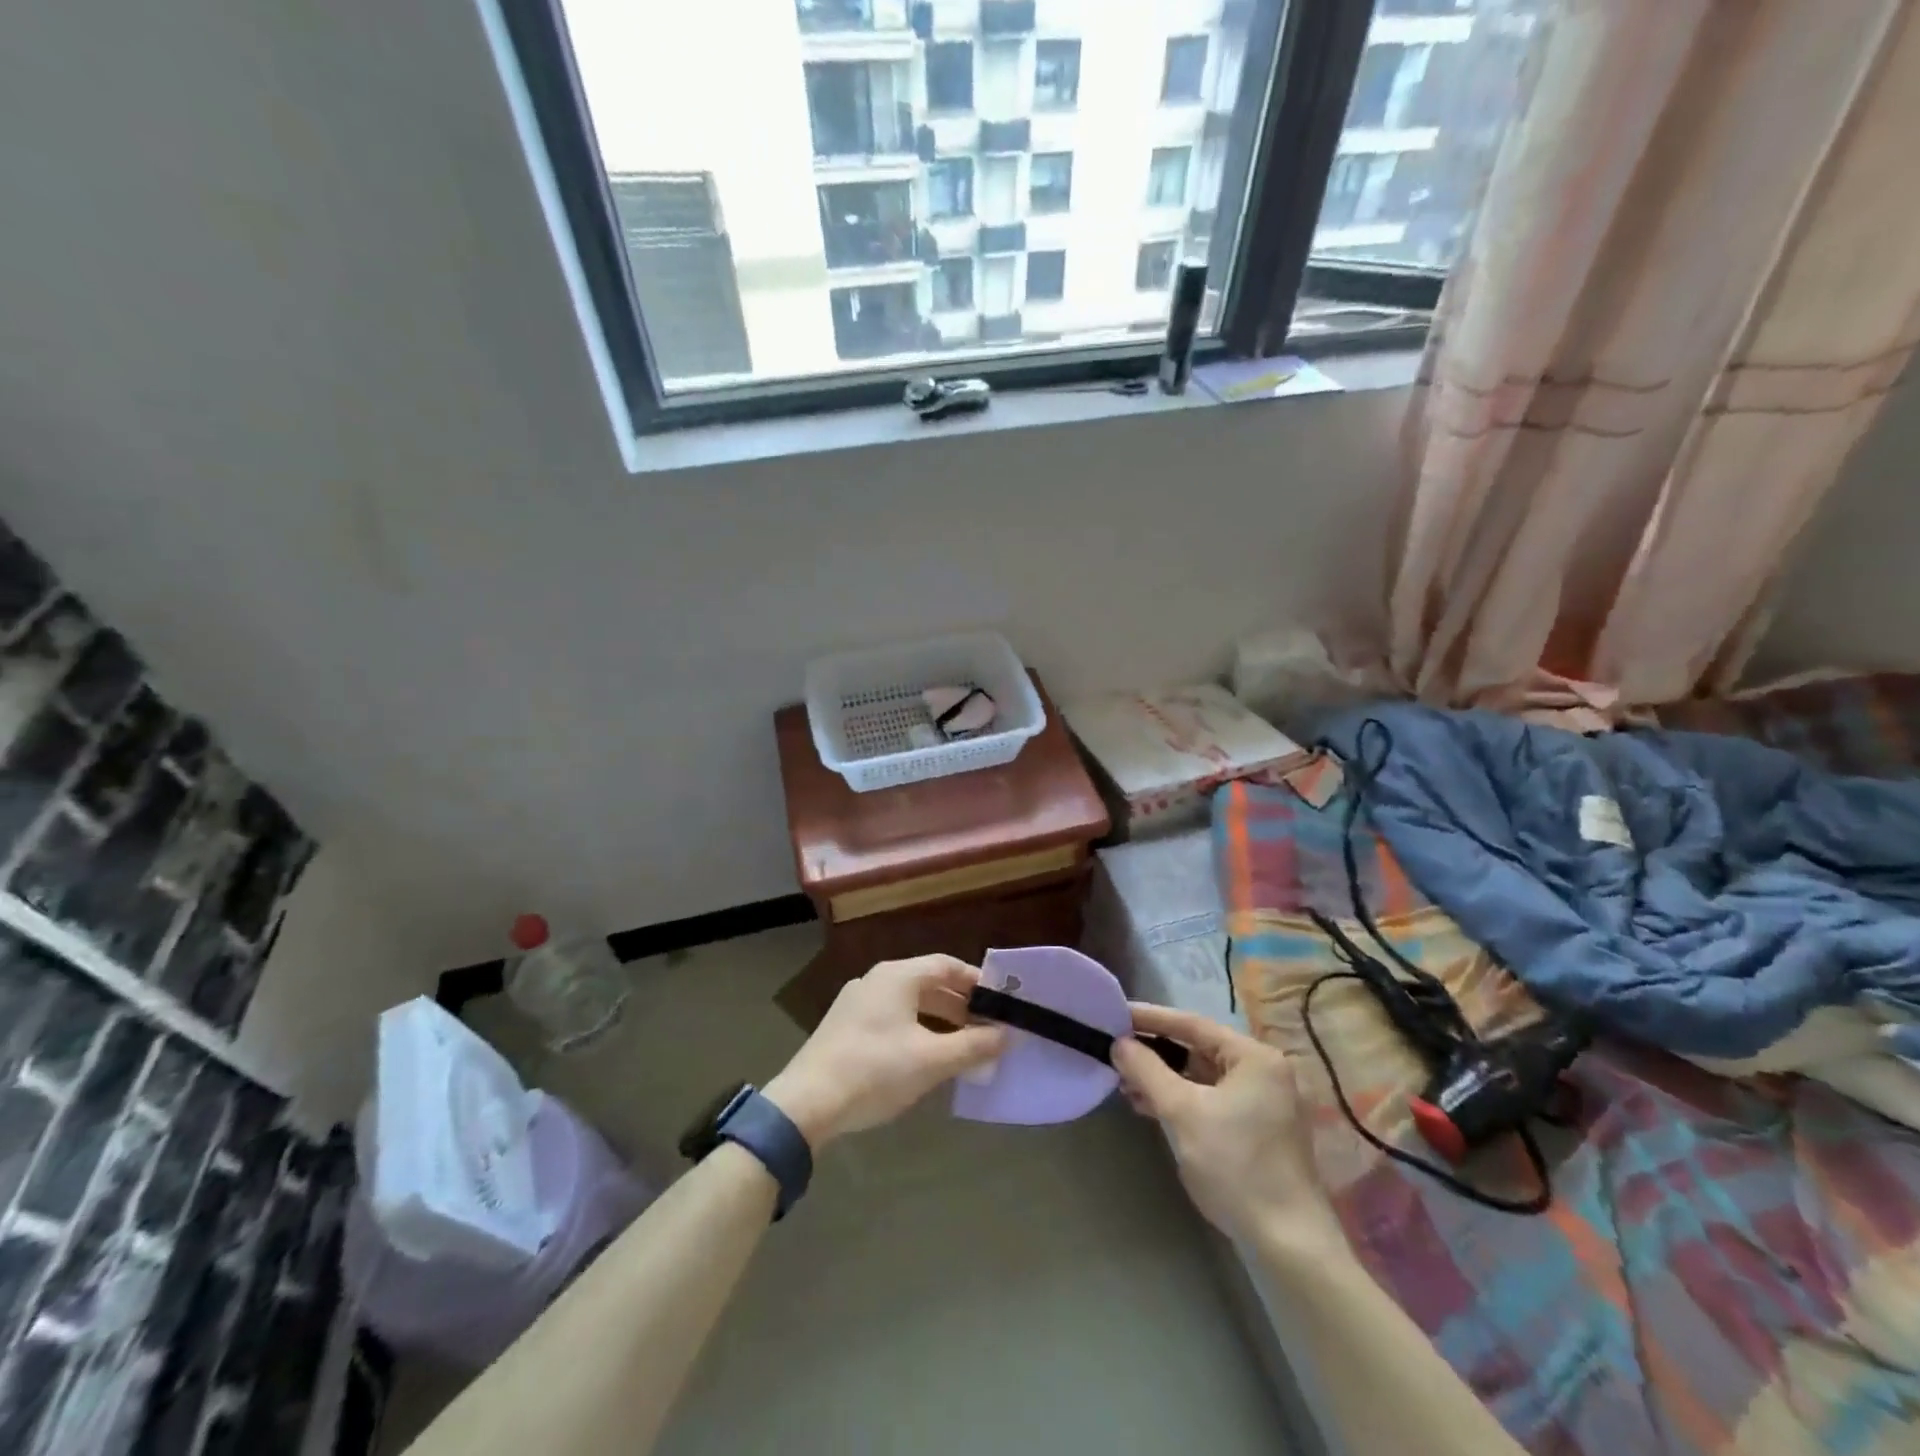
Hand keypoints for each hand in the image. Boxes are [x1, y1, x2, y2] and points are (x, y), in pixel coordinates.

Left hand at [764, 956, 1007, 1148]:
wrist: (806, 1103)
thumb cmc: (875, 1071)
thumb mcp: (931, 1061)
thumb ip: (973, 1046)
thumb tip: (1006, 1035)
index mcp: (897, 976)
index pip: (946, 965)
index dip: (977, 982)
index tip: (1001, 1002)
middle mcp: (877, 980)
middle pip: (928, 983)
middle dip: (961, 1005)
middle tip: (989, 1028)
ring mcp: (858, 1003)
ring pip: (910, 1002)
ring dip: (940, 1019)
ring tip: (965, 1045)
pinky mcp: (846, 1027)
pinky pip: (892, 1018)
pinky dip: (917, 1029)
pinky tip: (927, 1057)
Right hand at [1112, 1004, 1343, 1251]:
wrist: (1288, 1246)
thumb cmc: (1236, 1167)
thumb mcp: (1182, 1112)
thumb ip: (1147, 1070)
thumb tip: (1119, 1044)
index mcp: (1255, 1057)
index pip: (1193, 1025)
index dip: (1151, 1018)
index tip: (1116, 1014)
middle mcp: (1264, 1072)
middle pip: (1199, 1049)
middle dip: (1155, 1052)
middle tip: (1115, 1051)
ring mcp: (1265, 1103)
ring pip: (1203, 1077)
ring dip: (1165, 1079)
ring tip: (1125, 1083)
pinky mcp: (1259, 1130)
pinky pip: (1212, 1099)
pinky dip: (1182, 1099)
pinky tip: (1151, 1107)